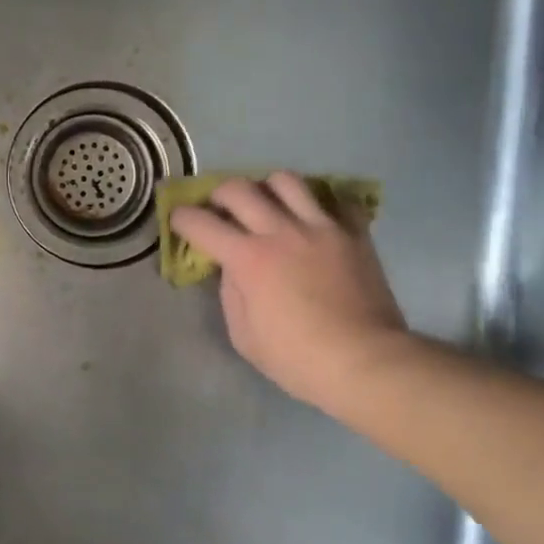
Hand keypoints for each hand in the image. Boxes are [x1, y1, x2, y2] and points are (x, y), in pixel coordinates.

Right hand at [169, 173, 407, 411]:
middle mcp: (281, 231)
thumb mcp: (245, 337)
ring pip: (286, 181)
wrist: (365, 361)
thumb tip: (232, 268)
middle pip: (239, 189)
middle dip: (219, 195)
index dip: (182, 218)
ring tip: (268, 205)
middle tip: (220, 210)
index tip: (178, 219)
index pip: (202, 223)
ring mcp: (321, 227)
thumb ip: (231, 294)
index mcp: (249, 259)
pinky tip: (315, 220)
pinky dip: (320, 204)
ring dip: (267, 189)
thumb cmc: (297, 359)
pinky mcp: (354, 233)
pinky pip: (336, 199)